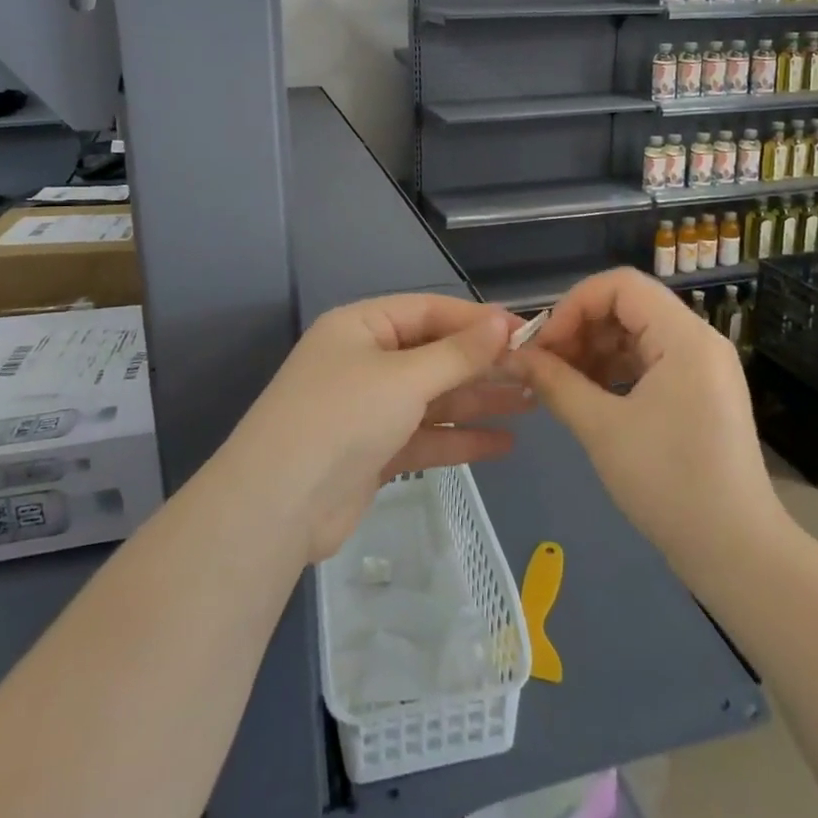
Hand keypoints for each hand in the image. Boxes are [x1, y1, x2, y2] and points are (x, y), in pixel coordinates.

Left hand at [232, 295, 531, 562]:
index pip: (430, 311)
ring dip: (479, 400)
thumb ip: (457, 353)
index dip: (478, 321)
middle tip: (539, 373)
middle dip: (484, 364)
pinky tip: (503, 444)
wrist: (278, 506)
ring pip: (434, 397)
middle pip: (435, 355)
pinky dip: (460, 437)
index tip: (526, 333)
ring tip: (534, 404)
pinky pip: (425, 435)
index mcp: (362, 326)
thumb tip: (503, 323)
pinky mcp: (374, 451)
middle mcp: (365, 360)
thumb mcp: (404, 377)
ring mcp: (369, 408)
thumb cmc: (342, 418)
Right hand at [514, 268, 783, 575]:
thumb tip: (514, 356)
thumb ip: (555, 383)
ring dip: (594, 350)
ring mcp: (703, 367)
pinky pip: (650, 361)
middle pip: (628, 306)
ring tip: (561, 383)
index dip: (574, 304)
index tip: (543, 344)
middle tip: (545, 365)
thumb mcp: (601, 429)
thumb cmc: (669, 484)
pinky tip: (588, 396)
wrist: (737, 553)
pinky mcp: (700, 392)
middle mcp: (698, 340)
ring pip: (636, 334)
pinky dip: (615, 370)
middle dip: (581, 328)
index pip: (621, 285)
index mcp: (684, 337)